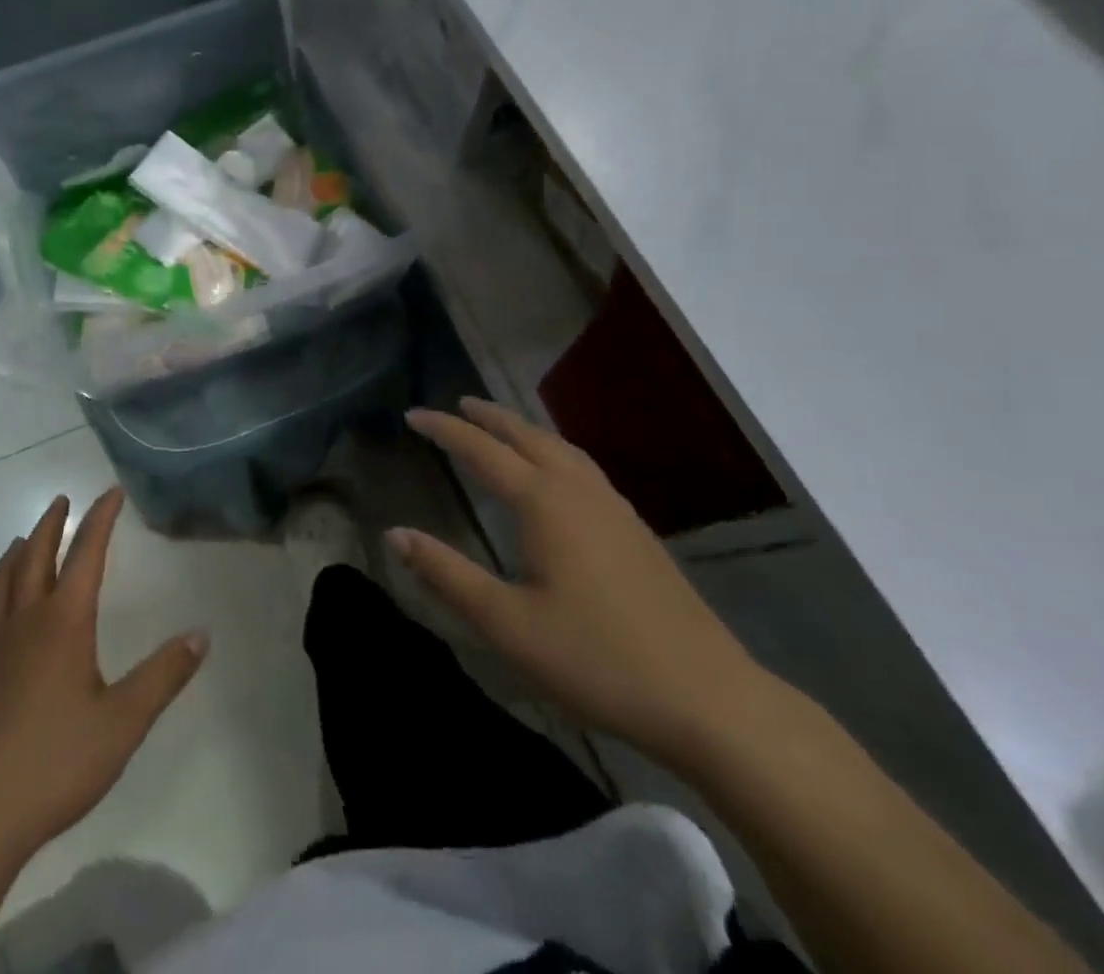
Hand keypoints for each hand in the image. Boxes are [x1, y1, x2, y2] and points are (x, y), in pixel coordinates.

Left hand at [0, 488, 207, 862]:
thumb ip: (163, 676)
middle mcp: (24, 622)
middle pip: (36, 557)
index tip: (111, 492)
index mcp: (63, 623)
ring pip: (2, 582)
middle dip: (52, 525)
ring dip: (18, 553)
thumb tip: (201, 634)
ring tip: (25, 539)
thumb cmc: (54, 763)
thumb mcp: (123, 723)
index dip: (100, 519)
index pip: (85, 554)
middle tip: (62, 500)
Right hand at [394, 398, 771, 767]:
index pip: (482, 450)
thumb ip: (448, 575)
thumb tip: (394, 534)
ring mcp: (614, 507)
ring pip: (560, 448)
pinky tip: (555, 474)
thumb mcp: (507, 624)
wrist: (708, 698)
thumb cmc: (596, 659)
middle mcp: (578, 490)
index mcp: (544, 502)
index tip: (412, 414)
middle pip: (526, 436)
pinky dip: (553, 451)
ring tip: (500, 427)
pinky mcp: (635, 529)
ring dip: (523, 430)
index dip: (445, 430)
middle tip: (457, 404)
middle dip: (488, 417)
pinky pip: (582, 467)